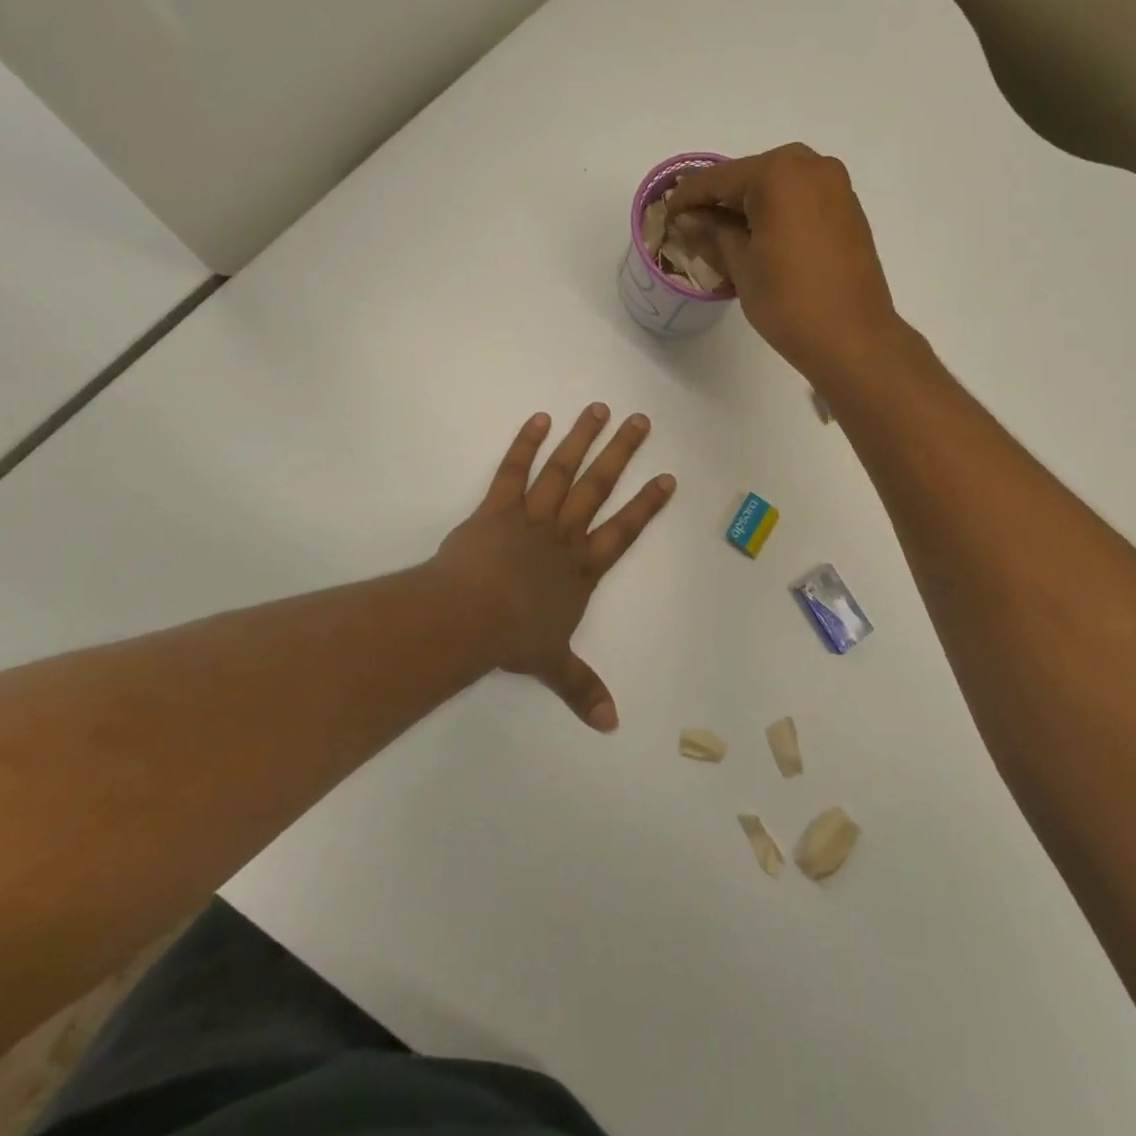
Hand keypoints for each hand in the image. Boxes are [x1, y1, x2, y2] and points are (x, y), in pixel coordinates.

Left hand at [433, 405, 674, 730]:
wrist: (469, 617)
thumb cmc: (514, 638)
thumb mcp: (553, 664)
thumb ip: (582, 688)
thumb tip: (612, 726)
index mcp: (581, 569)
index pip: (623, 531)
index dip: (646, 505)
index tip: (666, 477)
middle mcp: (562, 536)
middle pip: (598, 488)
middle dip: (620, 453)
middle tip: (640, 420)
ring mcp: (530, 517)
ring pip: (561, 472)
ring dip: (580, 439)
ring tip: (598, 409)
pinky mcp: (496, 509)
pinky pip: (512, 472)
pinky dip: (524, 445)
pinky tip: (538, 419)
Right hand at [663, 143, 900, 385]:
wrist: (853, 338)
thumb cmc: (789, 301)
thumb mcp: (740, 266)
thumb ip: (712, 233)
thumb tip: (688, 220)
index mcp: (779, 173)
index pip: (718, 178)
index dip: (687, 197)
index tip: (666, 215)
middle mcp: (812, 166)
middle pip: (751, 176)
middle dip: (720, 199)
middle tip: (693, 225)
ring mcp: (836, 187)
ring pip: (778, 186)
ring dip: (749, 206)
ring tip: (723, 235)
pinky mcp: (849, 210)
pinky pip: (802, 200)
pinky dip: (777, 213)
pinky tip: (760, 238)